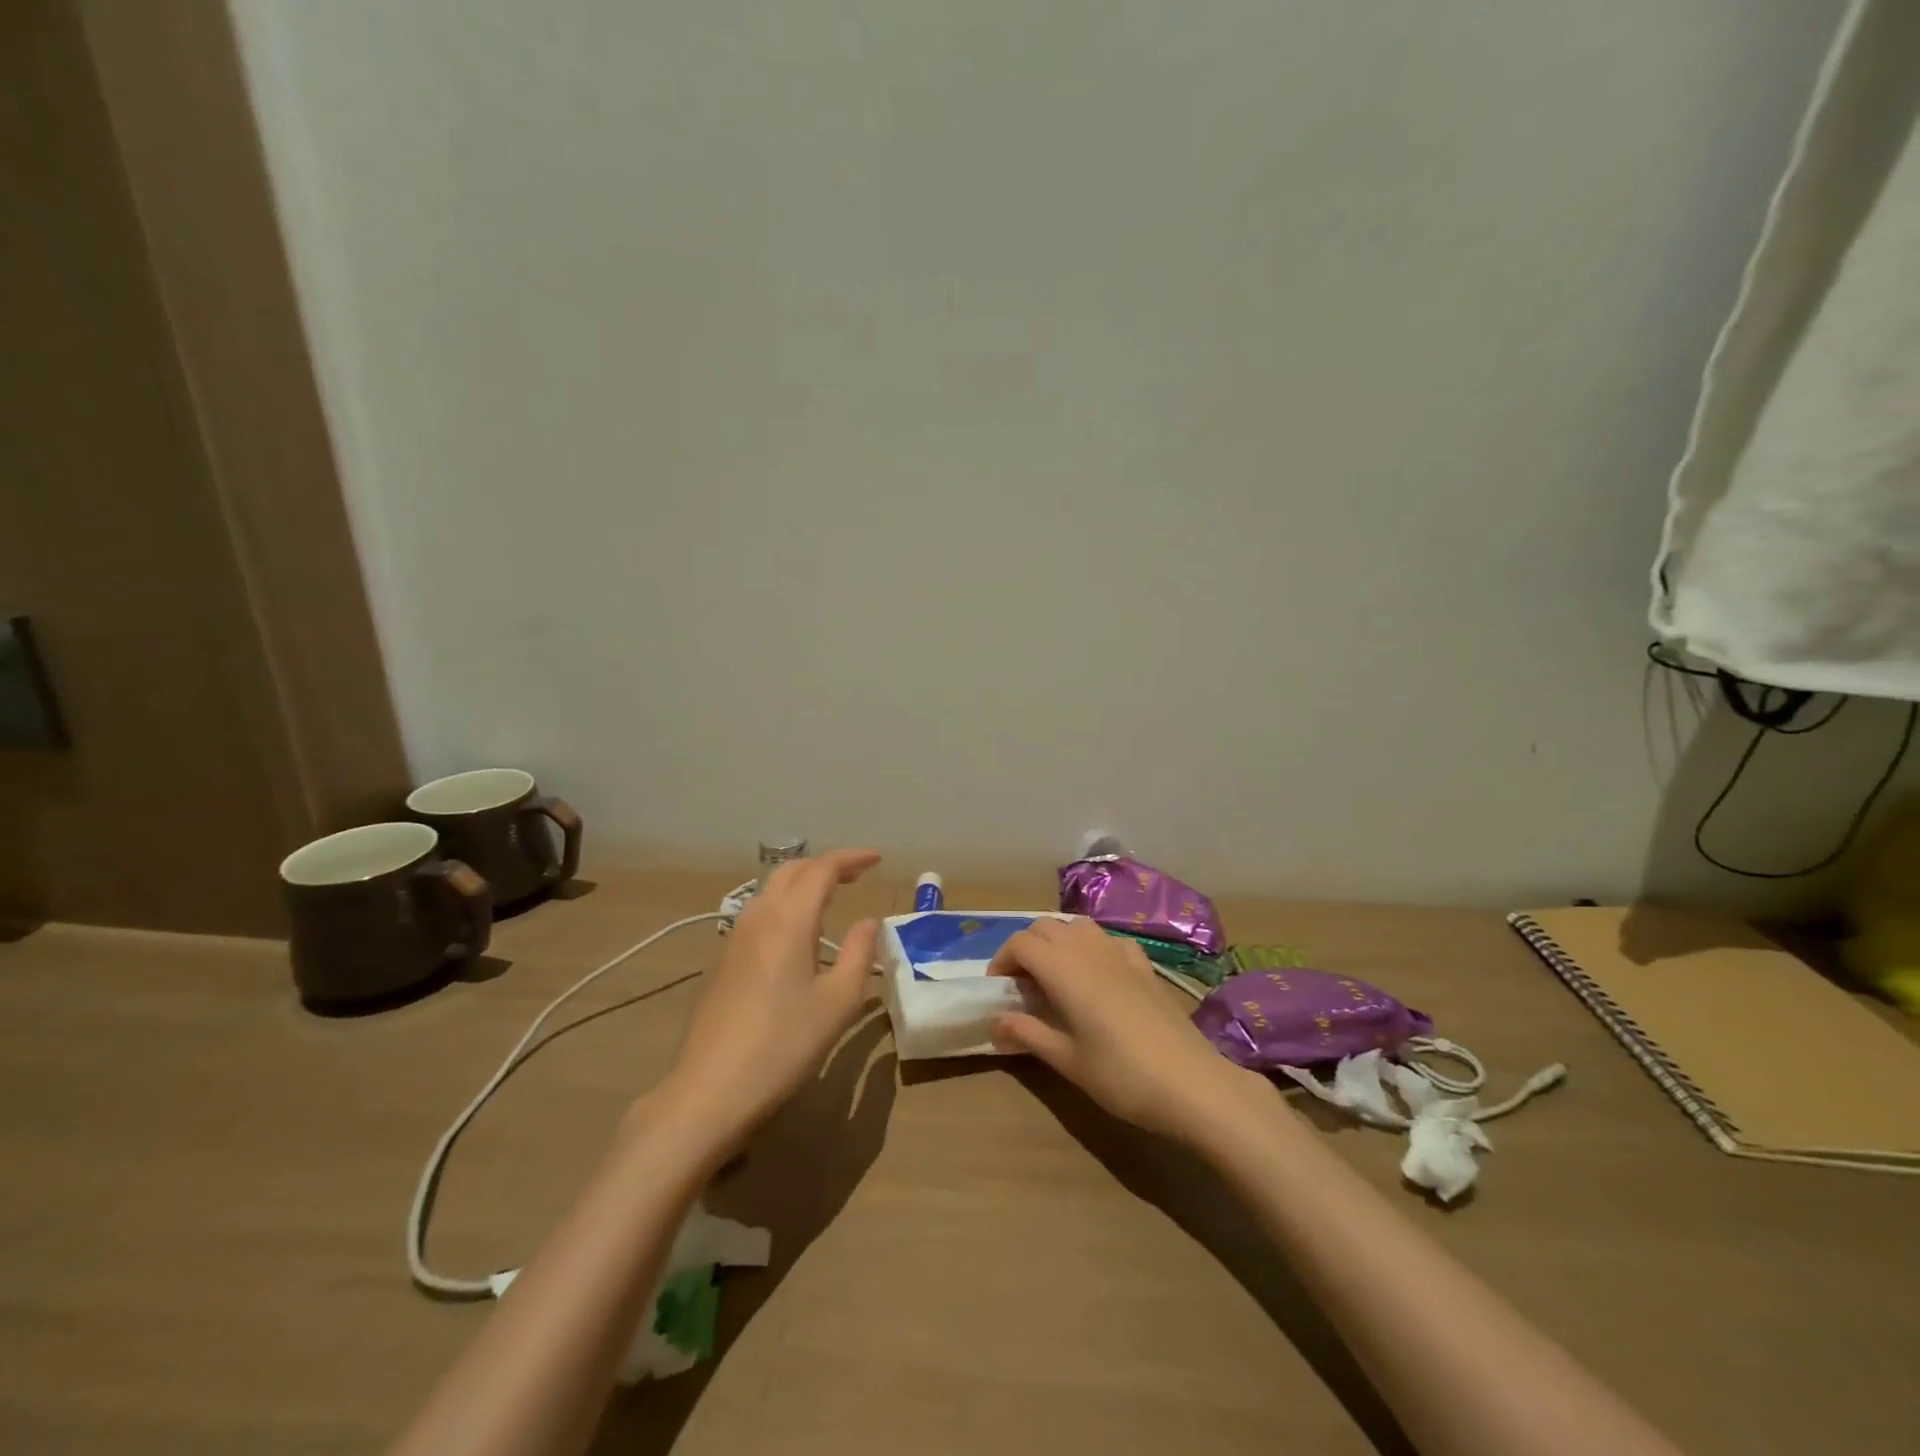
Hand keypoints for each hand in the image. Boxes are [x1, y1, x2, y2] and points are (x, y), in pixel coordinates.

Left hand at [654, 849, 880, 1153]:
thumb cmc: (784, 1044)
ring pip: (771, 889)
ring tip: (830, 896)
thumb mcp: (838, 1002)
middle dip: (826, 865)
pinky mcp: (722, 960)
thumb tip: (867, 922)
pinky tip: (796, 932)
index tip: (877, 859)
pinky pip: (759, 913)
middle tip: (857, 874)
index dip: (851, 858)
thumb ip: (858, 953)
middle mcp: (759, 916)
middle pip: (792, 871)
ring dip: (803, 883)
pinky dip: (785, 904)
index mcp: (789, 919)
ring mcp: (734, 937)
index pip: (822, 869)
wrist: (709, 1089)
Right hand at [988, 916, 1263, 1143]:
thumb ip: (1028, 1034)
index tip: (999, 989)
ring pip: (1077, 925)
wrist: (1192, 1083)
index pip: (1021, 943)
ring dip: (1057, 940)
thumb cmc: (1122, 1075)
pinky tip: (1097, 975)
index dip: (1002, 960)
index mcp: (1064, 969)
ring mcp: (1120, 953)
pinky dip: (1091, 946)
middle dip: (1026, 947)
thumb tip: (996, 1021)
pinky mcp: (1144, 965)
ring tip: (1054, 976)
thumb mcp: (1067, 1061)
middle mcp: (1089, 949)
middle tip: (1022, 984)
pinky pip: (1108, 939)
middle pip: (1045, 926)